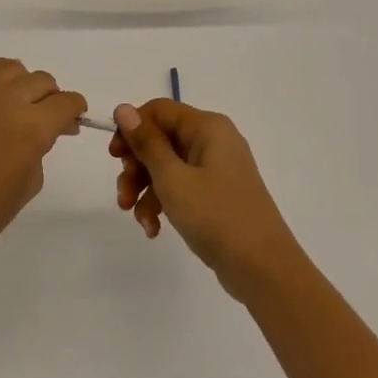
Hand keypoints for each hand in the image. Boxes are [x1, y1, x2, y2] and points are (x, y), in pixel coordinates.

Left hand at [0, 58, 88, 265]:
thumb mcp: (29, 183)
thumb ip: (40, 148)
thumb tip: (42, 133)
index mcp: (33, 126)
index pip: (66, 102)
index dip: (74, 111)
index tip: (69, 123)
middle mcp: (7, 99)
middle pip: (42, 81)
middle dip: (50, 98)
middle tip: (43, 119)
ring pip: (12, 68)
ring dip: (22, 83)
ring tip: (15, 104)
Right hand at [111, 100, 303, 297]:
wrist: (262, 268)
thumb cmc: (216, 215)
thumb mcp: (172, 178)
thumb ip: (146, 143)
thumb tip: (123, 108)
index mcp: (207, 127)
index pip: (159, 110)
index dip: (132, 129)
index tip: (114, 157)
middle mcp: (213, 141)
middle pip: (160, 140)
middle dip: (136, 167)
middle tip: (123, 193)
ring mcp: (216, 169)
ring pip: (167, 167)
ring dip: (145, 190)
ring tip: (137, 218)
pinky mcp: (216, 195)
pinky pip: (181, 188)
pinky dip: (164, 204)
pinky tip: (153, 229)